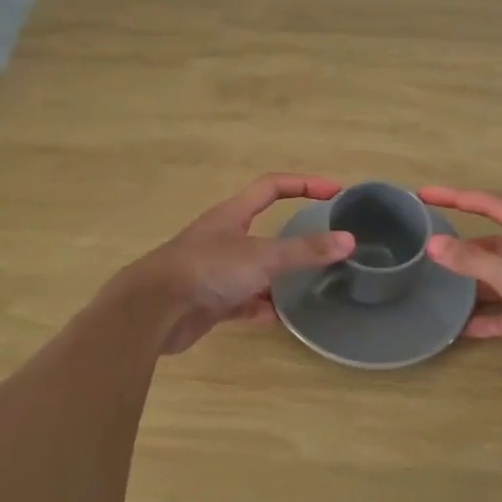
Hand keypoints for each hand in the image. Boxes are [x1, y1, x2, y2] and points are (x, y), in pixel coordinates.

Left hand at [138, 175, 354, 354]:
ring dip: (280, 277)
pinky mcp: (210, 302)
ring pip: (256, 269)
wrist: (152, 311)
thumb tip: (349, 241)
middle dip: (294, 237)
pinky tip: (282, 318)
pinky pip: (244, 302)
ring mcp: (215, 271)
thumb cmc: (207, 270)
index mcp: (232, 215)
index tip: (335, 192)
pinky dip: (262, 308)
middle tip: (326, 246)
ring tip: (311, 285)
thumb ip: (304, 250)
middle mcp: (223, 238)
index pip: (272, 187)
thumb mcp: (261, 257)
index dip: (304, 184)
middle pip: (265, 229)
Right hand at [419, 185, 501, 387]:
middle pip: (495, 245)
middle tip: (427, 254)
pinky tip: (460, 327)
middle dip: (464, 250)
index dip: (456, 197)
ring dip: (473, 287)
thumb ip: (473, 260)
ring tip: (437, 290)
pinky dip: (487, 319)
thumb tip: (433, 244)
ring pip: (500, 280)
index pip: (492, 205)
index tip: (424, 195)